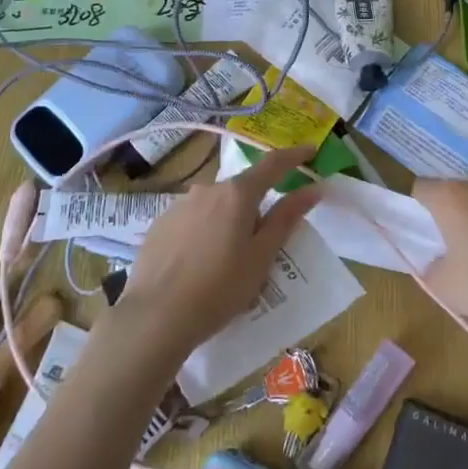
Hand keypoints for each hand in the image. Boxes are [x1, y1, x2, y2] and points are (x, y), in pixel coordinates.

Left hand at [108, 145, 321, 363]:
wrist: (155, 318)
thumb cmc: (219, 289)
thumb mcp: (261, 257)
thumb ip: (286, 218)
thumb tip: (312, 188)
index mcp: (237, 194)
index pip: (273, 165)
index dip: (294, 156)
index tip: (310, 150)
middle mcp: (207, 190)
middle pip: (241, 190)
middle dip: (256, 207)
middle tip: (262, 243)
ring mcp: (179, 205)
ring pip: (215, 205)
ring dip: (227, 221)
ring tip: (227, 261)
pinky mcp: (159, 225)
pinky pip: (192, 220)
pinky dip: (203, 232)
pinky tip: (199, 264)